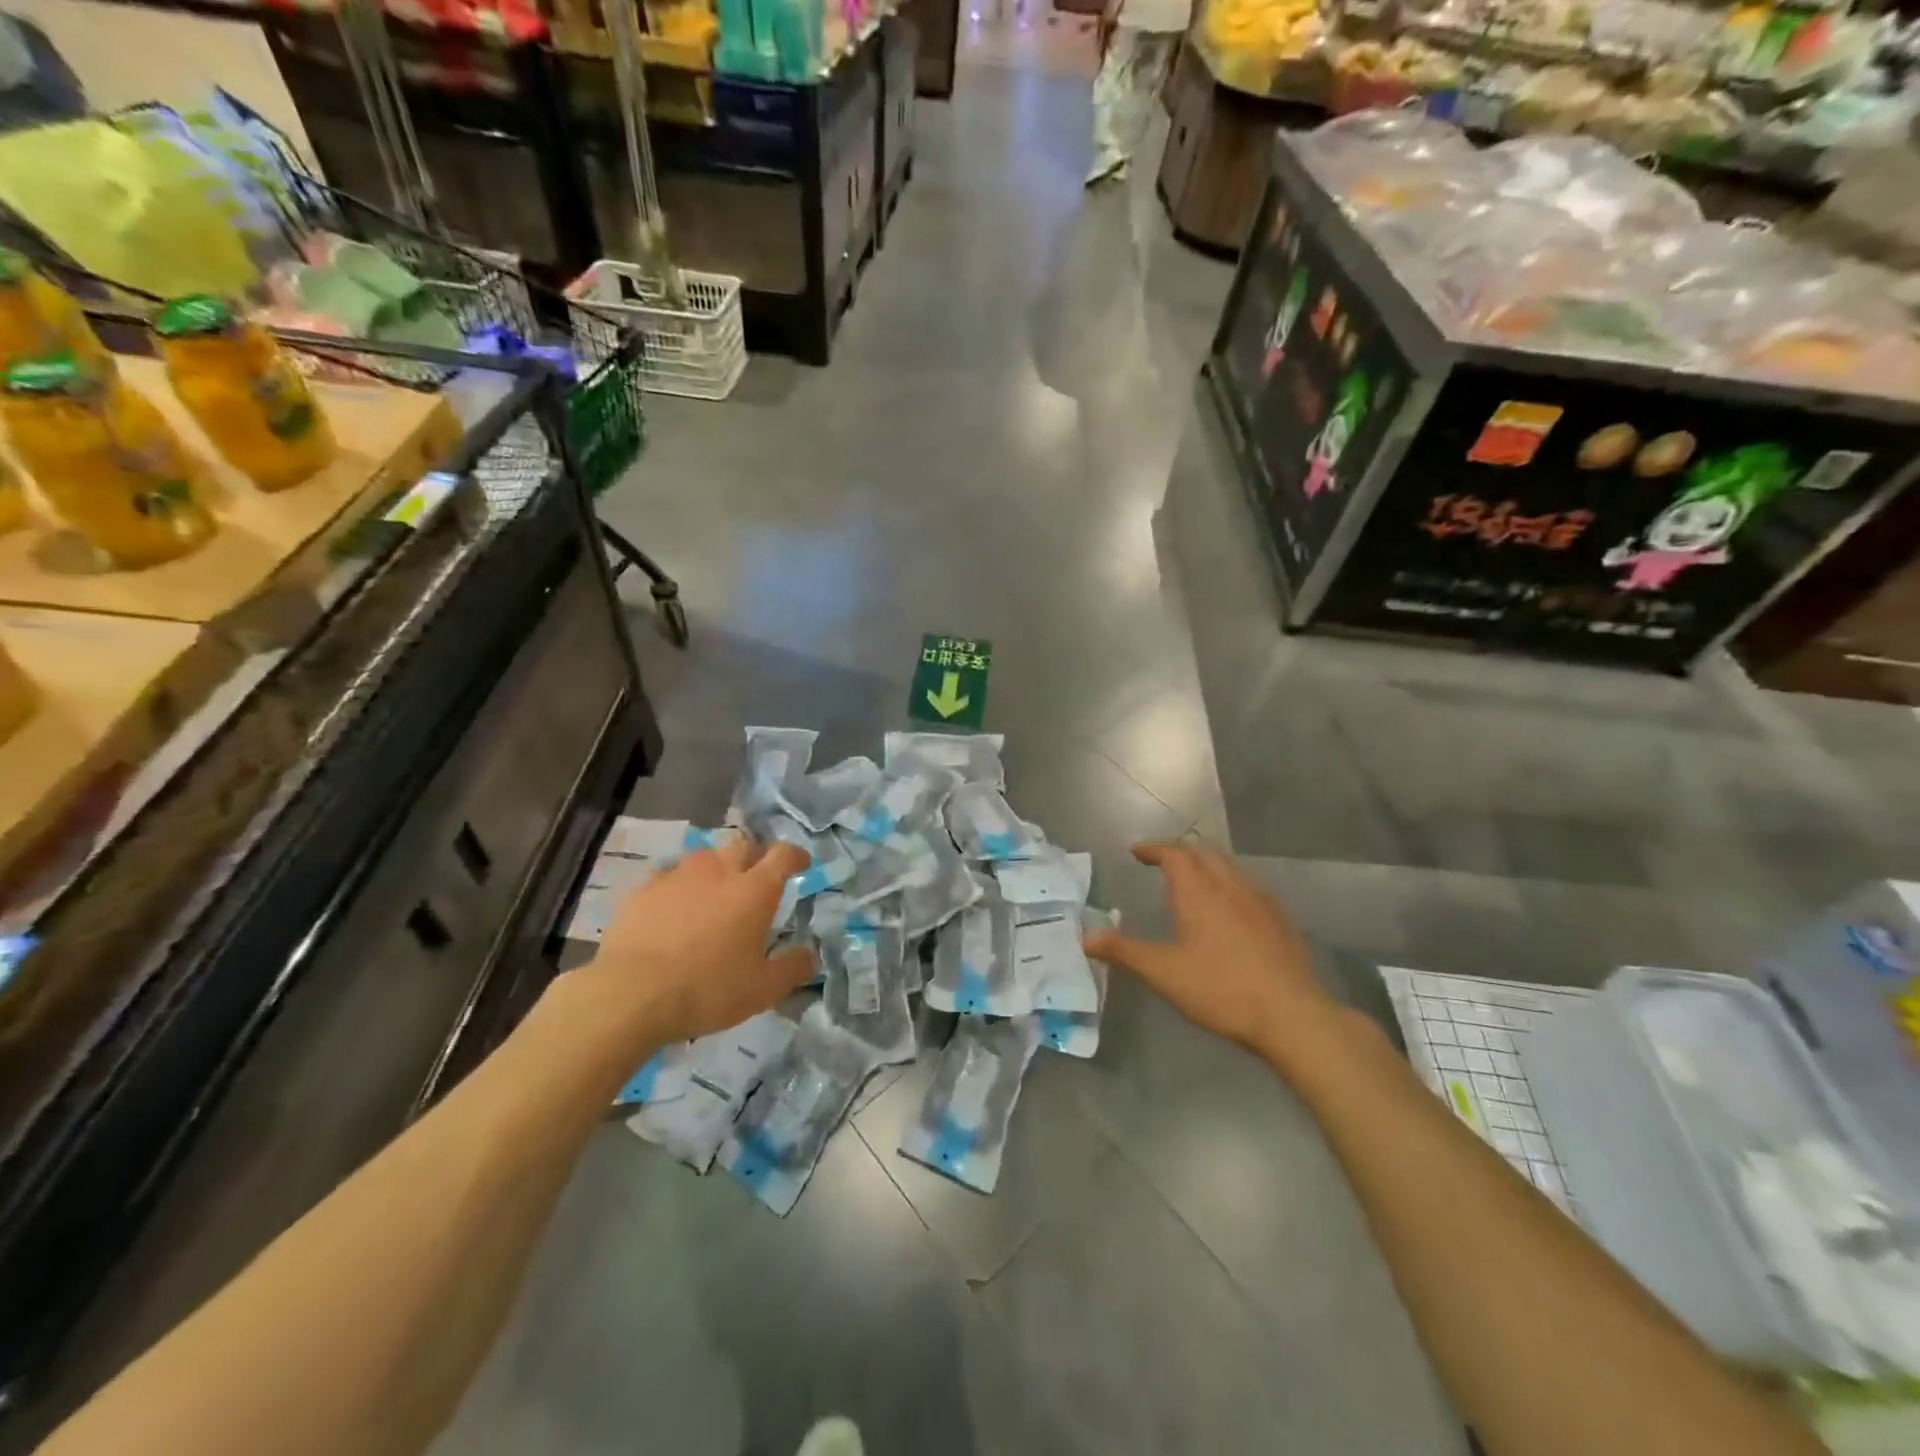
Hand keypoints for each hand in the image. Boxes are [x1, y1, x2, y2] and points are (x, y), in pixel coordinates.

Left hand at [572, 837, 814, 1048]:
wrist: (631, 994)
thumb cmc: (707, 989)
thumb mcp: (762, 990)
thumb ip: (793, 968)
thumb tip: (810, 955)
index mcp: (754, 890)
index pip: (782, 855)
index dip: (795, 856)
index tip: (801, 863)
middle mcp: (719, 871)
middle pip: (743, 844)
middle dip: (754, 855)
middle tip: (756, 877)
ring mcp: (678, 876)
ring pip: (704, 856)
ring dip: (715, 868)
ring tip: (714, 891)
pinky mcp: (644, 889)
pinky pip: (669, 876)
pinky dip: (679, 886)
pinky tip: (673, 908)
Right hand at [1084, 840, 1342, 1071]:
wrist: (1292, 1015)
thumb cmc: (1220, 989)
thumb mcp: (1163, 973)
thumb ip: (1124, 951)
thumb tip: (1085, 937)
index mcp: (1199, 892)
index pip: (1173, 854)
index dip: (1153, 849)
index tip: (1136, 851)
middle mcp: (1230, 886)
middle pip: (1203, 854)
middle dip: (1179, 852)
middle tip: (1160, 861)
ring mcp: (1260, 902)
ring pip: (1229, 868)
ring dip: (1206, 866)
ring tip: (1192, 881)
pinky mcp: (1280, 921)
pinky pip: (1249, 888)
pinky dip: (1229, 886)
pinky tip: (1229, 910)